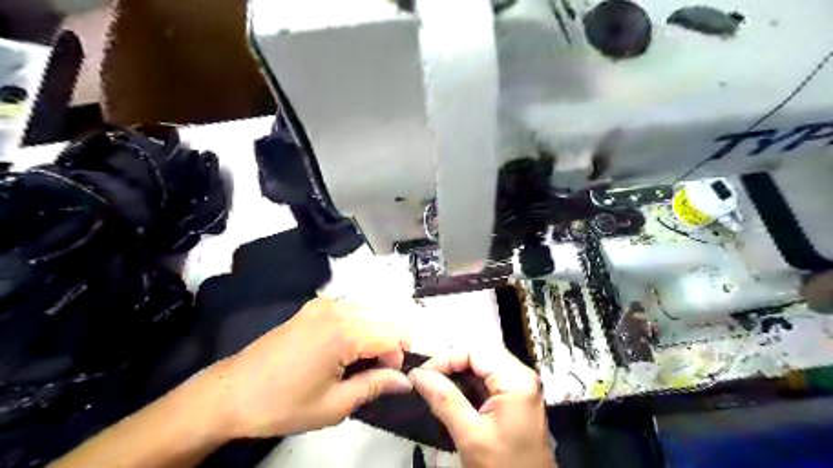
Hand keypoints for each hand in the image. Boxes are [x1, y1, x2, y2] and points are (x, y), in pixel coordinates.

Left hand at [205, 297, 413, 439]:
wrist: (231, 392)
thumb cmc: (282, 404)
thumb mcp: (334, 405)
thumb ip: (375, 386)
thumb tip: (405, 380)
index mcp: (343, 333)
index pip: (392, 336)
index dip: (397, 358)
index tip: (387, 379)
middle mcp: (337, 309)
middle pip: (384, 319)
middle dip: (389, 344)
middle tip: (375, 373)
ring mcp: (323, 304)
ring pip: (369, 313)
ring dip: (374, 335)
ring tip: (359, 363)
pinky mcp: (313, 306)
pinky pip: (350, 310)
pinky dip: (358, 327)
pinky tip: (343, 349)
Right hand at [409, 347, 554, 467]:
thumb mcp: (470, 435)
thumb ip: (444, 399)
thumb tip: (417, 374)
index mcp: (515, 379)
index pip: (474, 351)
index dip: (445, 358)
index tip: (420, 374)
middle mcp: (521, 375)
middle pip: (479, 354)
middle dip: (450, 363)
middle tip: (425, 377)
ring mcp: (520, 385)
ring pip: (482, 365)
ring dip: (457, 372)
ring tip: (432, 383)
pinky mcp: (515, 397)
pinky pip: (488, 379)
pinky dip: (467, 383)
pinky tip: (450, 392)